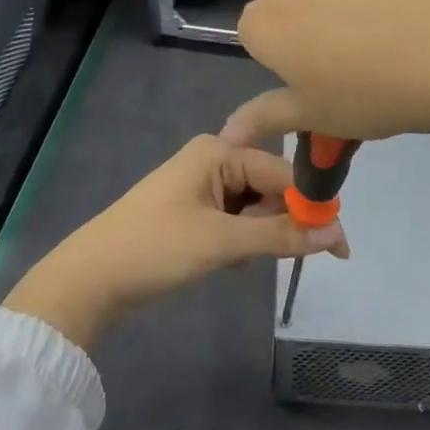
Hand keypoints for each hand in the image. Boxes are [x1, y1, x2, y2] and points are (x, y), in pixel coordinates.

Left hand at [2, 135, 348, 349]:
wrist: (89, 278)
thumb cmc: (155, 248)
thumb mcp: (221, 242)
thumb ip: (280, 235)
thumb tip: (335, 233)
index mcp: (218, 151)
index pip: (282, 172)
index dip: (311, 207)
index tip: (339, 247)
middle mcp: (212, 159)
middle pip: (269, 187)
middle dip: (278, 222)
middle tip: (269, 258)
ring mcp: (200, 185)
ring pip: (253, 207)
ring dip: (256, 236)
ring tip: (235, 261)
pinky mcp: (192, 210)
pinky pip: (234, 219)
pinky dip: (238, 241)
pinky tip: (223, 261)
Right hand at [223, 0, 429, 148]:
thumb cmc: (370, 91)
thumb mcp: (315, 116)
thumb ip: (266, 118)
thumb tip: (226, 134)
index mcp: (264, 20)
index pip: (255, 38)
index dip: (284, 64)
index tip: (317, 85)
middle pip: (292, 7)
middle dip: (311, 33)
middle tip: (352, 71)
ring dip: (347, 14)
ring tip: (391, 49)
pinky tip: (416, 26)